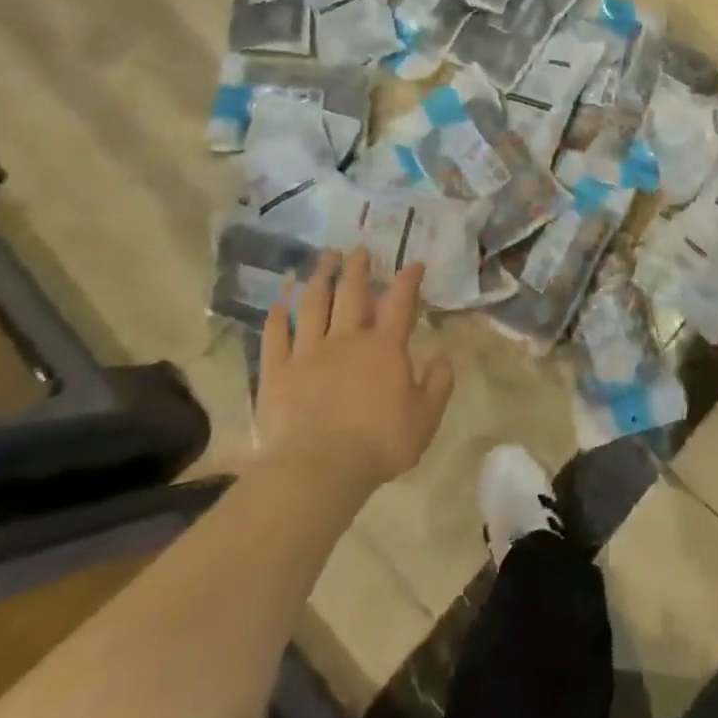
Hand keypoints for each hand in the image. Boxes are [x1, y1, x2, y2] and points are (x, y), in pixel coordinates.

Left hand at [255, 249, 453, 490]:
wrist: (319, 469)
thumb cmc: (379, 443)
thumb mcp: (426, 417)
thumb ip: (439, 383)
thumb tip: (442, 355)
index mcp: (385, 347)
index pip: (400, 303)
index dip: (408, 280)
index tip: (414, 263)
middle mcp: (347, 339)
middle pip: (352, 293)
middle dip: (357, 268)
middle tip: (358, 249)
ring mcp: (309, 352)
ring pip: (313, 305)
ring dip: (319, 278)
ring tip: (323, 258)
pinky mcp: (278, 372)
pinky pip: (276, 336)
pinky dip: (278, 315)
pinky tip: (280, 300)